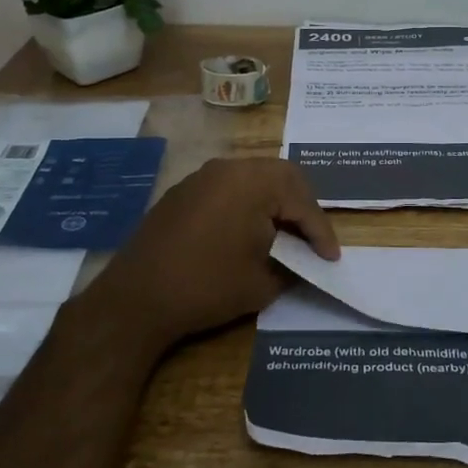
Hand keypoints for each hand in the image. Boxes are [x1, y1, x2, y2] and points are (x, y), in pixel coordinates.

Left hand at [71, 157, 339, 356]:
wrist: (136, 298)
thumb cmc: (207, 287)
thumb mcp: (263, 282)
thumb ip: (291, 265)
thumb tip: (299, 260)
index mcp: (254, 182)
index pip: (302, 202)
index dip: (321, 232)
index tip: (332, 258)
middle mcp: (229, 168)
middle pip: (281, 177)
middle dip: (301, 207)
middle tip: (311, 238)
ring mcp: (202, 177)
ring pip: (253, 178)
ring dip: (273, 202)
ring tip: (284, 234)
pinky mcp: (183, 192)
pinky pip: (227, 188)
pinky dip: (246, 205)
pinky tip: (247, 232)